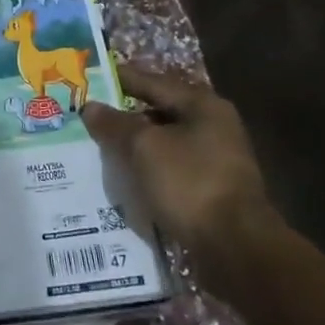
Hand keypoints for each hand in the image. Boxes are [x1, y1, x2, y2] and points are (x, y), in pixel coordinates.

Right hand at [82, 64, 271, 251]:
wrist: (235, 247)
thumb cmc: (190, 183)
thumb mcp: (144, 147)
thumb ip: (115, 124)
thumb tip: (90, 107)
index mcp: (202, 105)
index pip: (153, 82)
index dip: (120, 79)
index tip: (90, 77)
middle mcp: (213, 126)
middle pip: (160, 112)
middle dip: (124, 115)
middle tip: (89, 115)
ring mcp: (215, 160)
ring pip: (164, 142)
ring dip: (135, 145)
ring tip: (99, 148)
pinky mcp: (211, 189)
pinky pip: (170, 169)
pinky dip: (147, 169)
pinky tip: (124, 177)